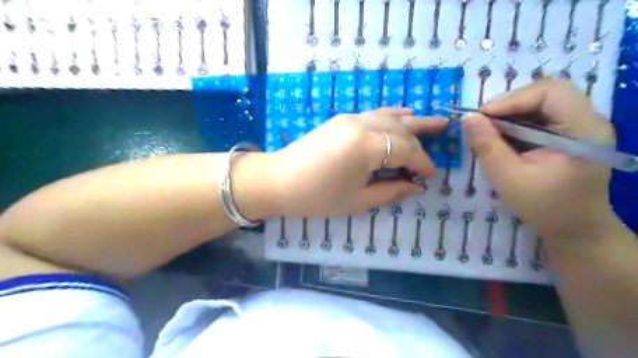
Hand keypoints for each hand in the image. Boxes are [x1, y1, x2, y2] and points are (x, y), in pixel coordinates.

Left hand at [262, 108, 444, 216]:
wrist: (278, 180)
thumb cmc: (317, 196)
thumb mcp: (357, 200)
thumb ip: (391, 190)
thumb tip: (417, 186)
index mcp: (367, 146)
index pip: (406, 151)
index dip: (422, 163)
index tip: (431, 176)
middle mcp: (362, 125)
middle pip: (401, 130)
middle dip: (422, 137)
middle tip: (445, 134)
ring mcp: (350, 118)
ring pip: (389, 116)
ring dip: (411, 120)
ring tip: (432, 121)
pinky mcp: (341, 119)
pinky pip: (373, 113)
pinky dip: (391, 115)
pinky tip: (401, 115)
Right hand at [464, 79, 617, 239]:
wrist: (575, 229)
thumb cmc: (544, 207)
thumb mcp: (507, 178)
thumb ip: (487, 146)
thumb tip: (467, 118)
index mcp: (584, 131)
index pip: (550, 93)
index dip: (512, 99)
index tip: (480, 116)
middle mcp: (588, 120)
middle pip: (547, 91)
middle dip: (509, 102)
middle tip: (482, 120)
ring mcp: (580, 126)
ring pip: (542, 101)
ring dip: (510, 111)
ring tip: (487, 127)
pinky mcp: (569, 133)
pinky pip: (540, 115)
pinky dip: (515, 120)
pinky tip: (501, 134)